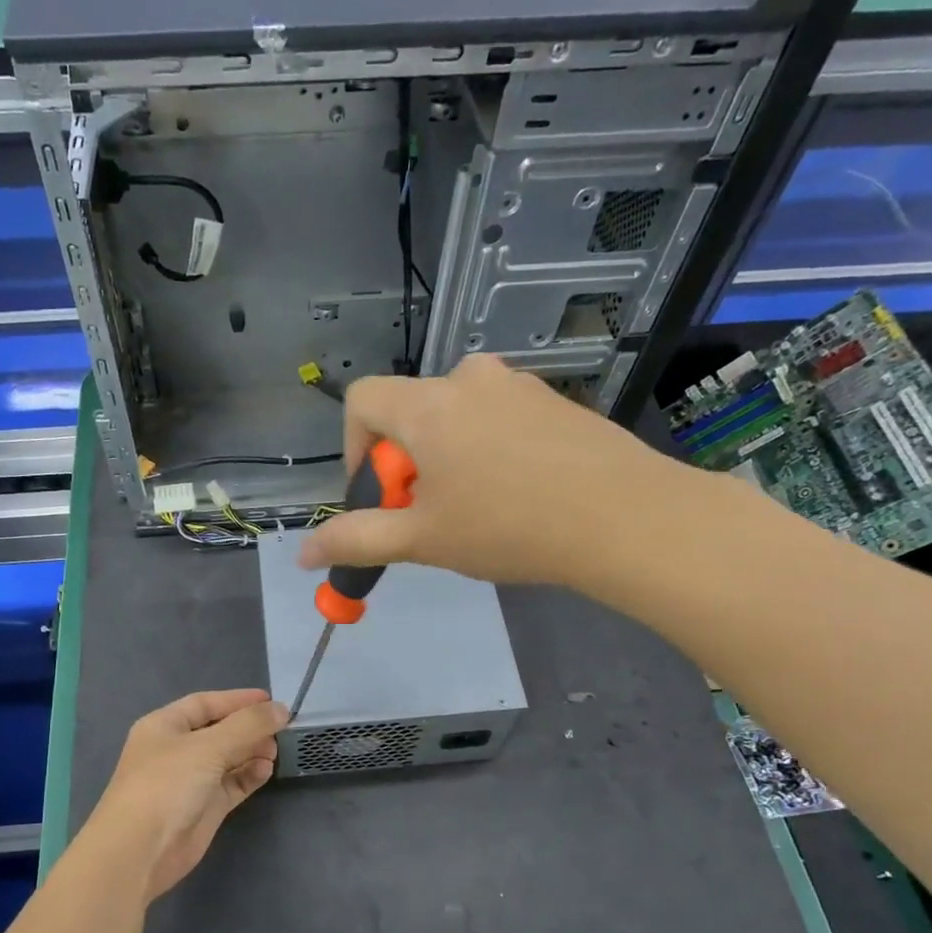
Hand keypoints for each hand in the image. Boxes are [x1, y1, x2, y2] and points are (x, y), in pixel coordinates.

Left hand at [88, 690, 288, 901]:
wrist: (140, 851)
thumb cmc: (167, 785)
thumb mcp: (208, 746)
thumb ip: (248, 725)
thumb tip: (281, 709)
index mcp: (165, 726)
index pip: (205, 703)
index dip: (237, 700)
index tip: (271, 701)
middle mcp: (177, 750)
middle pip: (219, 730)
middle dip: (249, 728)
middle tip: (281, 729)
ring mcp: (190, 780)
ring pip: (228, 758)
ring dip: (252, 751)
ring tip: (276, 750)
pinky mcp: (204, 808)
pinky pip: (232, 784)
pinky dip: (249, 775)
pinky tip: (266, 770)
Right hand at [298, 354, 676, 586]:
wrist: (626, 518)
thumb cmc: (509, 526)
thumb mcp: (423, 540)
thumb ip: (357, 541)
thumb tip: (304, 553)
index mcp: (428, 405)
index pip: (362, 399)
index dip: (354, 448)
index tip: (379, 495)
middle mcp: (469, 379)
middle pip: (410, 411)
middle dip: (404, 462)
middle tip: (430, 514)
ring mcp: (518, 385)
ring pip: (456, 415)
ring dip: (447, 455)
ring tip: (476, 507)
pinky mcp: (554, 401)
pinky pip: (498, 418)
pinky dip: (488, 449)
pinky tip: (519, 494)